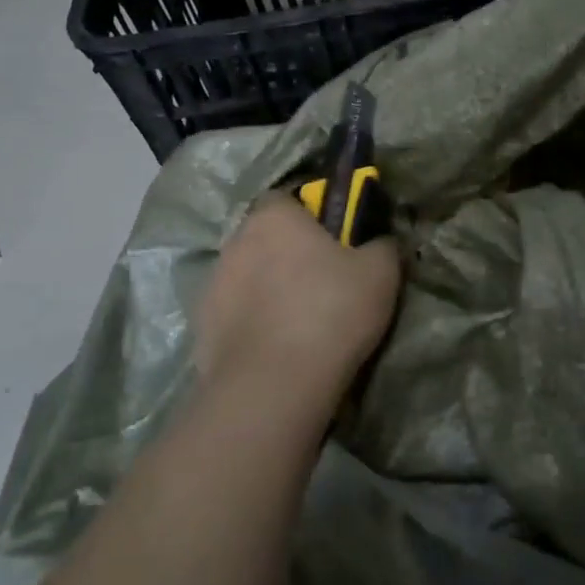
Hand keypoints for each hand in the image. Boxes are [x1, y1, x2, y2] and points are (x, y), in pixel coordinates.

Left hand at [192, 194, 401, 431]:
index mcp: (274, 217)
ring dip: (268, 288)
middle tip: (322, 280)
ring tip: (299, 320)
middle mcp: (235, 241)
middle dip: (288, 252)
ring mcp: (212, 285)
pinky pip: (234, 314)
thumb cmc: (331, 312)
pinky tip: (277, 346)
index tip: (334, 239)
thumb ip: (382, 244)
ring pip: (247, 276)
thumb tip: (380, 240)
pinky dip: (253, 323)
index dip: (311, 215)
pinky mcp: (202, 328)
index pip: (288, 198)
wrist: (274, 386)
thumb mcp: (381, 273)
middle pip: (265, 237)